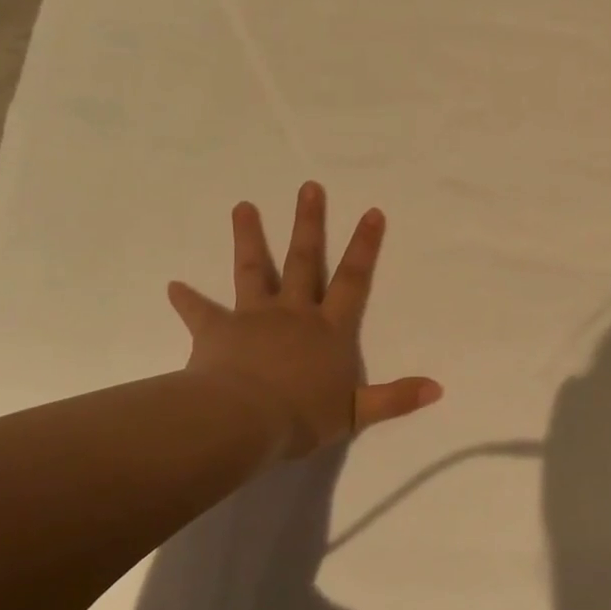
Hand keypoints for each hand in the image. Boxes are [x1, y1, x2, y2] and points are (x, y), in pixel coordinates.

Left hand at [166, 182, 442, 460]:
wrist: (243, 422)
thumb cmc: (302, 416)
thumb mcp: (356, 413)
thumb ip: (395, 398)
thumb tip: (438, 389)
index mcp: (329, 329)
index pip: (352, 280)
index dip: (364, 247)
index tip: (371, 212)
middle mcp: (293, 313)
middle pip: (303, 260)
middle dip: (309, 223)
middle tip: (309, 187)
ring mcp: (253, 317)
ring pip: (253, 270)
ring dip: (249, 237)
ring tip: (243, 206)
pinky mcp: (216, 331)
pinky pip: (200, 312)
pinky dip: (186, 299)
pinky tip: (172, 285)